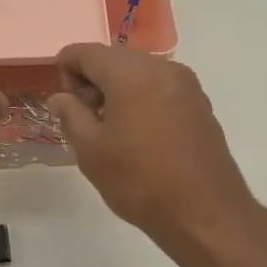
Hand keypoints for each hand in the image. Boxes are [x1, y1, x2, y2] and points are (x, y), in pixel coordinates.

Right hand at [48, 45, 257, 248]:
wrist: (204, 214)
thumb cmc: (140, 181)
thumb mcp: (91, 150)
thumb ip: (70, 114)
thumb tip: (61, 97)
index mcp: (131, 73)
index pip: (85, 51)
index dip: (65, 71)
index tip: (65, 106)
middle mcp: (162, 67)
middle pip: (113, 58)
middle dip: (91, 80)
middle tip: (84, 120)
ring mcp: (186, 84)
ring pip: (138, 71)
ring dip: (116, 90)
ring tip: (111, 131)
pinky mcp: (200, 103)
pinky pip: (159, 87)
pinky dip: (140, 98)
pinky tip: (139, 135)